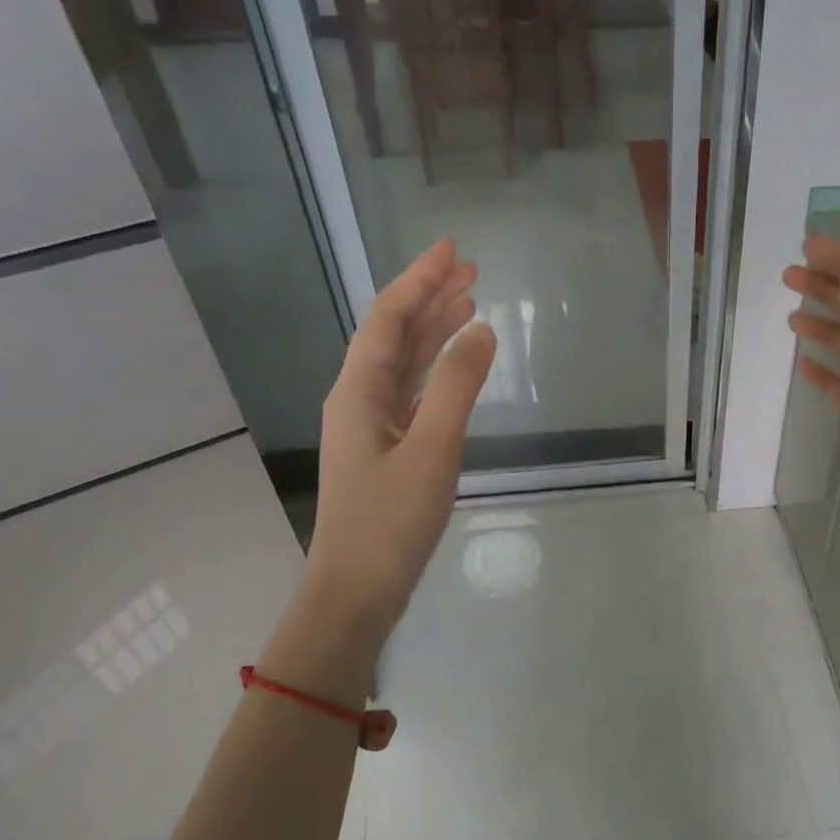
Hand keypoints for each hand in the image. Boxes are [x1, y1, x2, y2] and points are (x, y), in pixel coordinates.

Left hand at [304, 240, 496, 640]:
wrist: (357, 589)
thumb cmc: (391, 520)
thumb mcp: (432, 449)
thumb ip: (457, 387)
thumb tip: (482, 330)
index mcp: (359, 390)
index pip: (389, 318)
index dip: (420, 279)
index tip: (453, 250)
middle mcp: (359, 399)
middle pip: (395, 334)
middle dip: (430, 298)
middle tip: (471, 270)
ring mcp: (371, 426)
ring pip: (405, 364)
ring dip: (435, 332)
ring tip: (470, 303)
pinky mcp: (386, 450)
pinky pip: (412, 394)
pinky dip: (437, 373)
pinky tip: (458, 366)